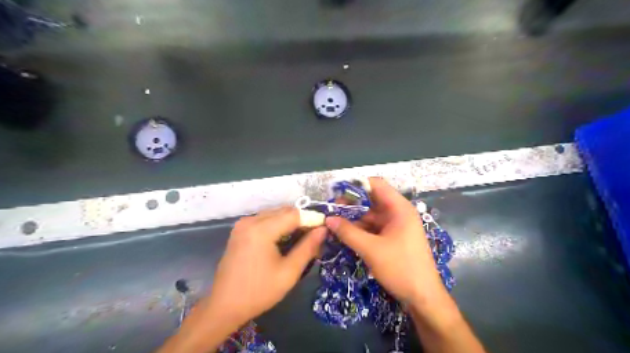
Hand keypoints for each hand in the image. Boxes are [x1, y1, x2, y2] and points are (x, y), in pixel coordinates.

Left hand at [209, 208, 324, 326]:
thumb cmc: (259, 292)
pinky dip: (278, 225)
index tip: (326, 228)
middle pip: (284, 211)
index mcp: (261, 230)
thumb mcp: (289, 272)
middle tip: (316, 235)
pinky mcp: (240, 230)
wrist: (224, 306)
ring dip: (290, 222)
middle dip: (302, 220)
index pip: (294, 214)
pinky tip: (285, 238)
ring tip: (303, 238)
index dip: (312, 219)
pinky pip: (265, 219)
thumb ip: (308, 247)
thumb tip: (323, 230)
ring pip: (275, 214)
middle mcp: (251, 220)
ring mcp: (243, 224)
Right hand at [325, 180, 447, 305]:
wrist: (423, 297)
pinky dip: (360, 230)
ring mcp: (396, 226)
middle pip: (372, 200)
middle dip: (351, 204)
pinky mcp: (393, 238)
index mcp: (399, 208)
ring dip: (354, 219)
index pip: (376, 185)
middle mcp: (398, 213)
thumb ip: (348, 232)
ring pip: (371, 215)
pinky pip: (374, 228)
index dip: (356, 185)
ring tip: (334, 224)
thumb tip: (328, 219)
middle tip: (331, 211)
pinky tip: (346, 235)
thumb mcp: (371, 249)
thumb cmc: (401, 268)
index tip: (336, 192)